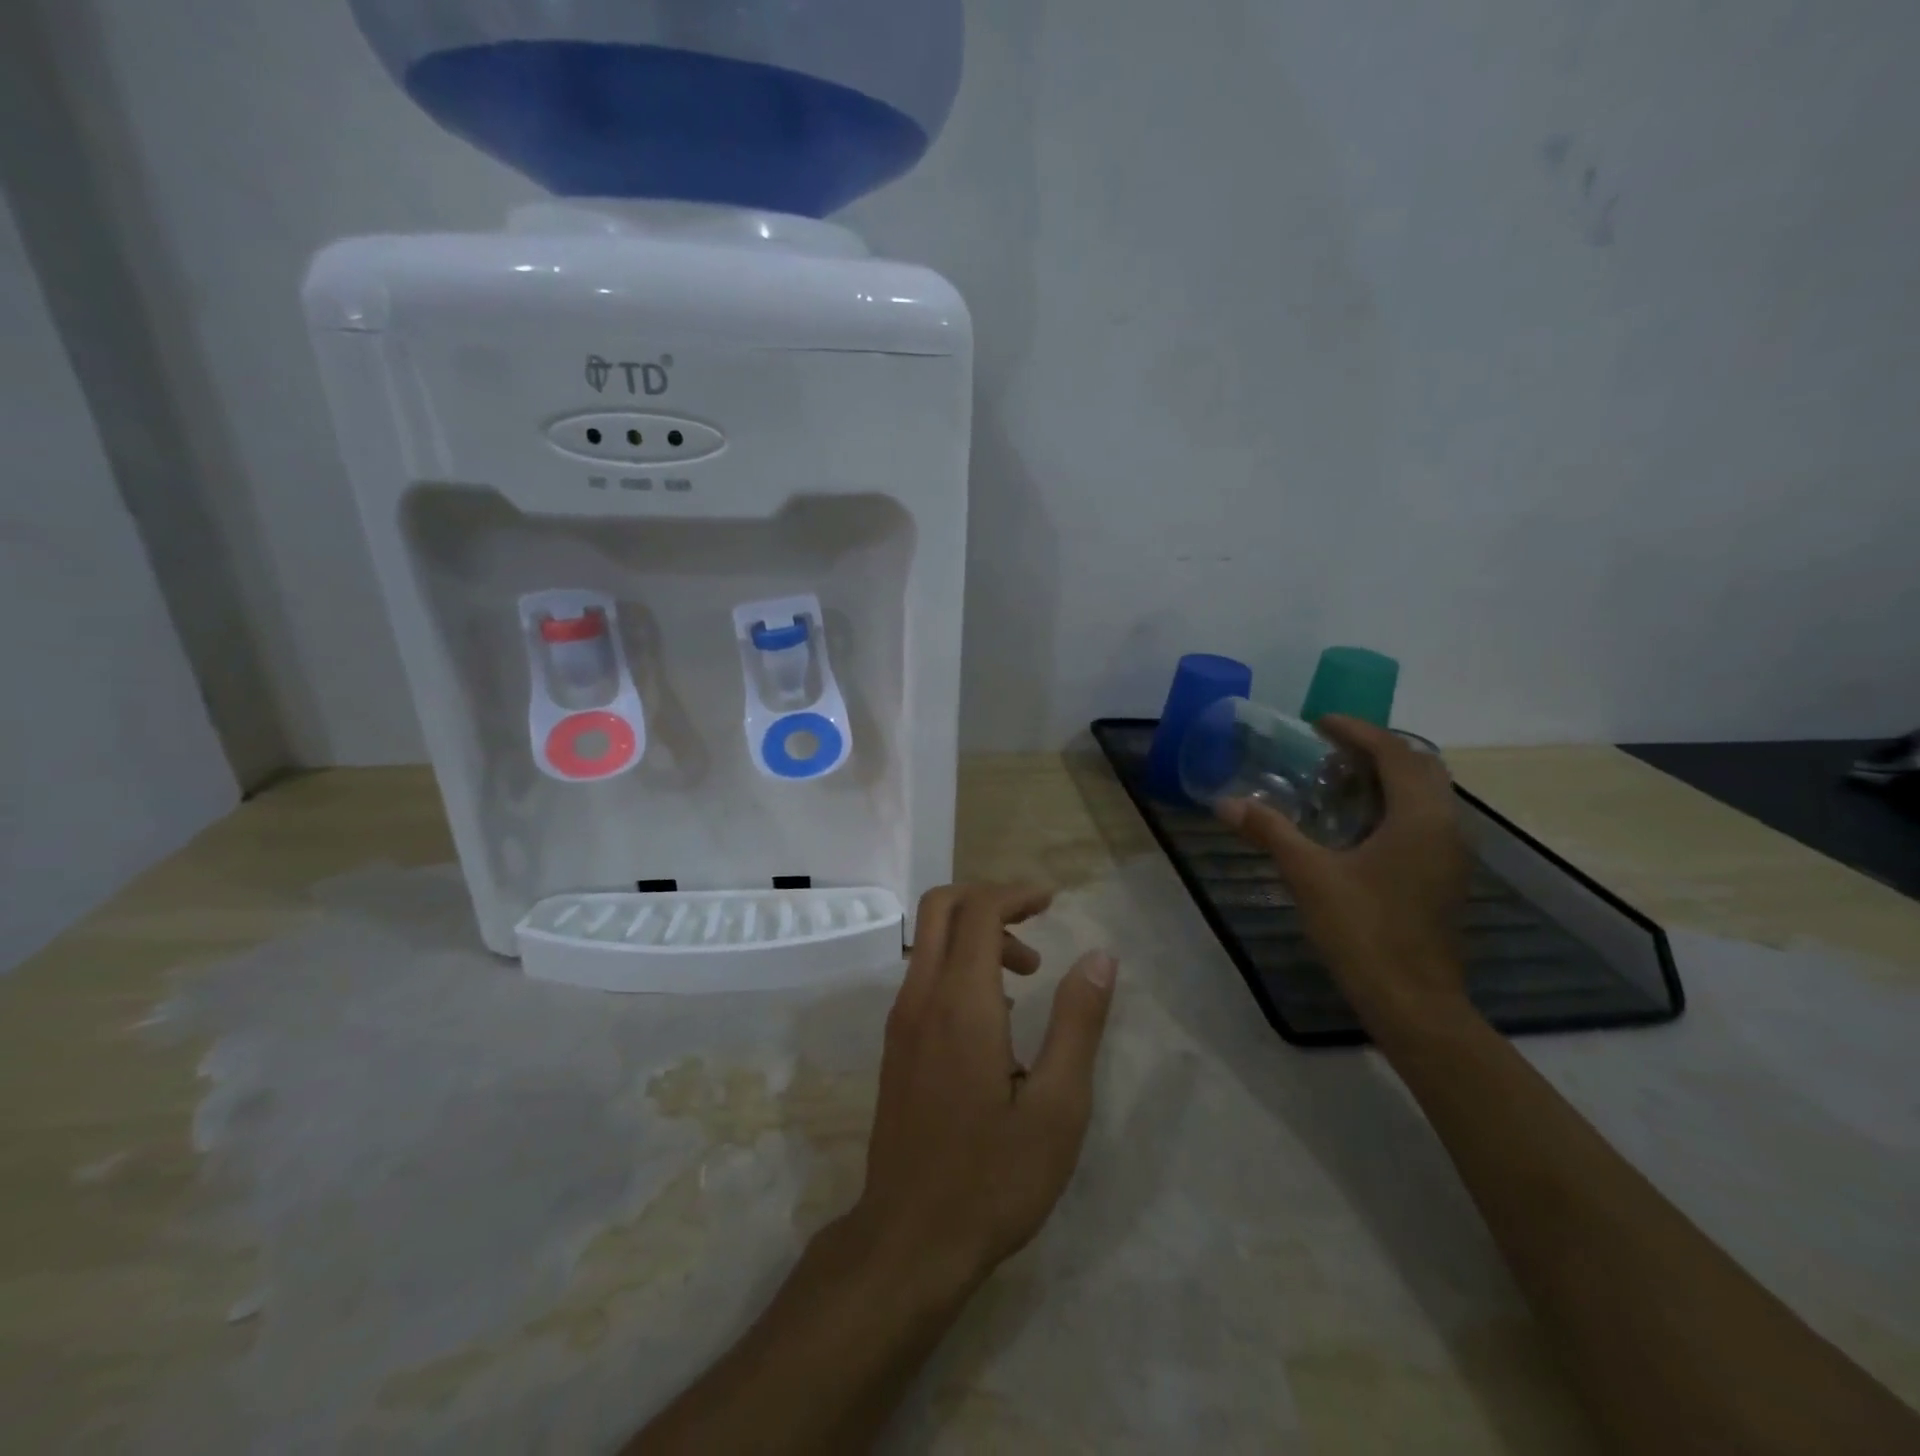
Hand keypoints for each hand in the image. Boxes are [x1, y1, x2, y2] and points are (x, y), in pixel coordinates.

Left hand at [850, 883, 1117, 1295]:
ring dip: (976, 935)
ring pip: (930, 941)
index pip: (978, 910)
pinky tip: (997, 1014)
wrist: (909, 1240)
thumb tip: (1100, 957)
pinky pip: (925, 975)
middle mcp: (920, 997)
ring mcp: (900, 1021)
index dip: (1015, 894)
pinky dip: (959, 964)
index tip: (1052, 902)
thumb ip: (1078, 1023)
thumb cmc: (993, 1177)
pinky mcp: (895, 1045)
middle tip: (1035, 922)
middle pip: (940, 907)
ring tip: (1028, 975)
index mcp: (960, 1002)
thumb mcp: (1058, 1106)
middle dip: (989, 899)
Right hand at [1219, 716, 1472, 1027]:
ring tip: (1340, 780)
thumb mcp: (1309, 876)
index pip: (1396, 753)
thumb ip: (1270, 832)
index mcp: (1419, 818)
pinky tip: (1357, 825)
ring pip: (1427, 795)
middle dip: (1378, 750)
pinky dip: (1394, 806)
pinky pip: (1425, 821)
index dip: (1359, 731)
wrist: (1414, 1003)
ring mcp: (1451, 855)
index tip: (1320, 722)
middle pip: (1421, 767)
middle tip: (1331, 750)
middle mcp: (1446, 827)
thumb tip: (1226, 803)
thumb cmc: (1364, 931)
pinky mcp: (1445, 878)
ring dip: (1389, 778)